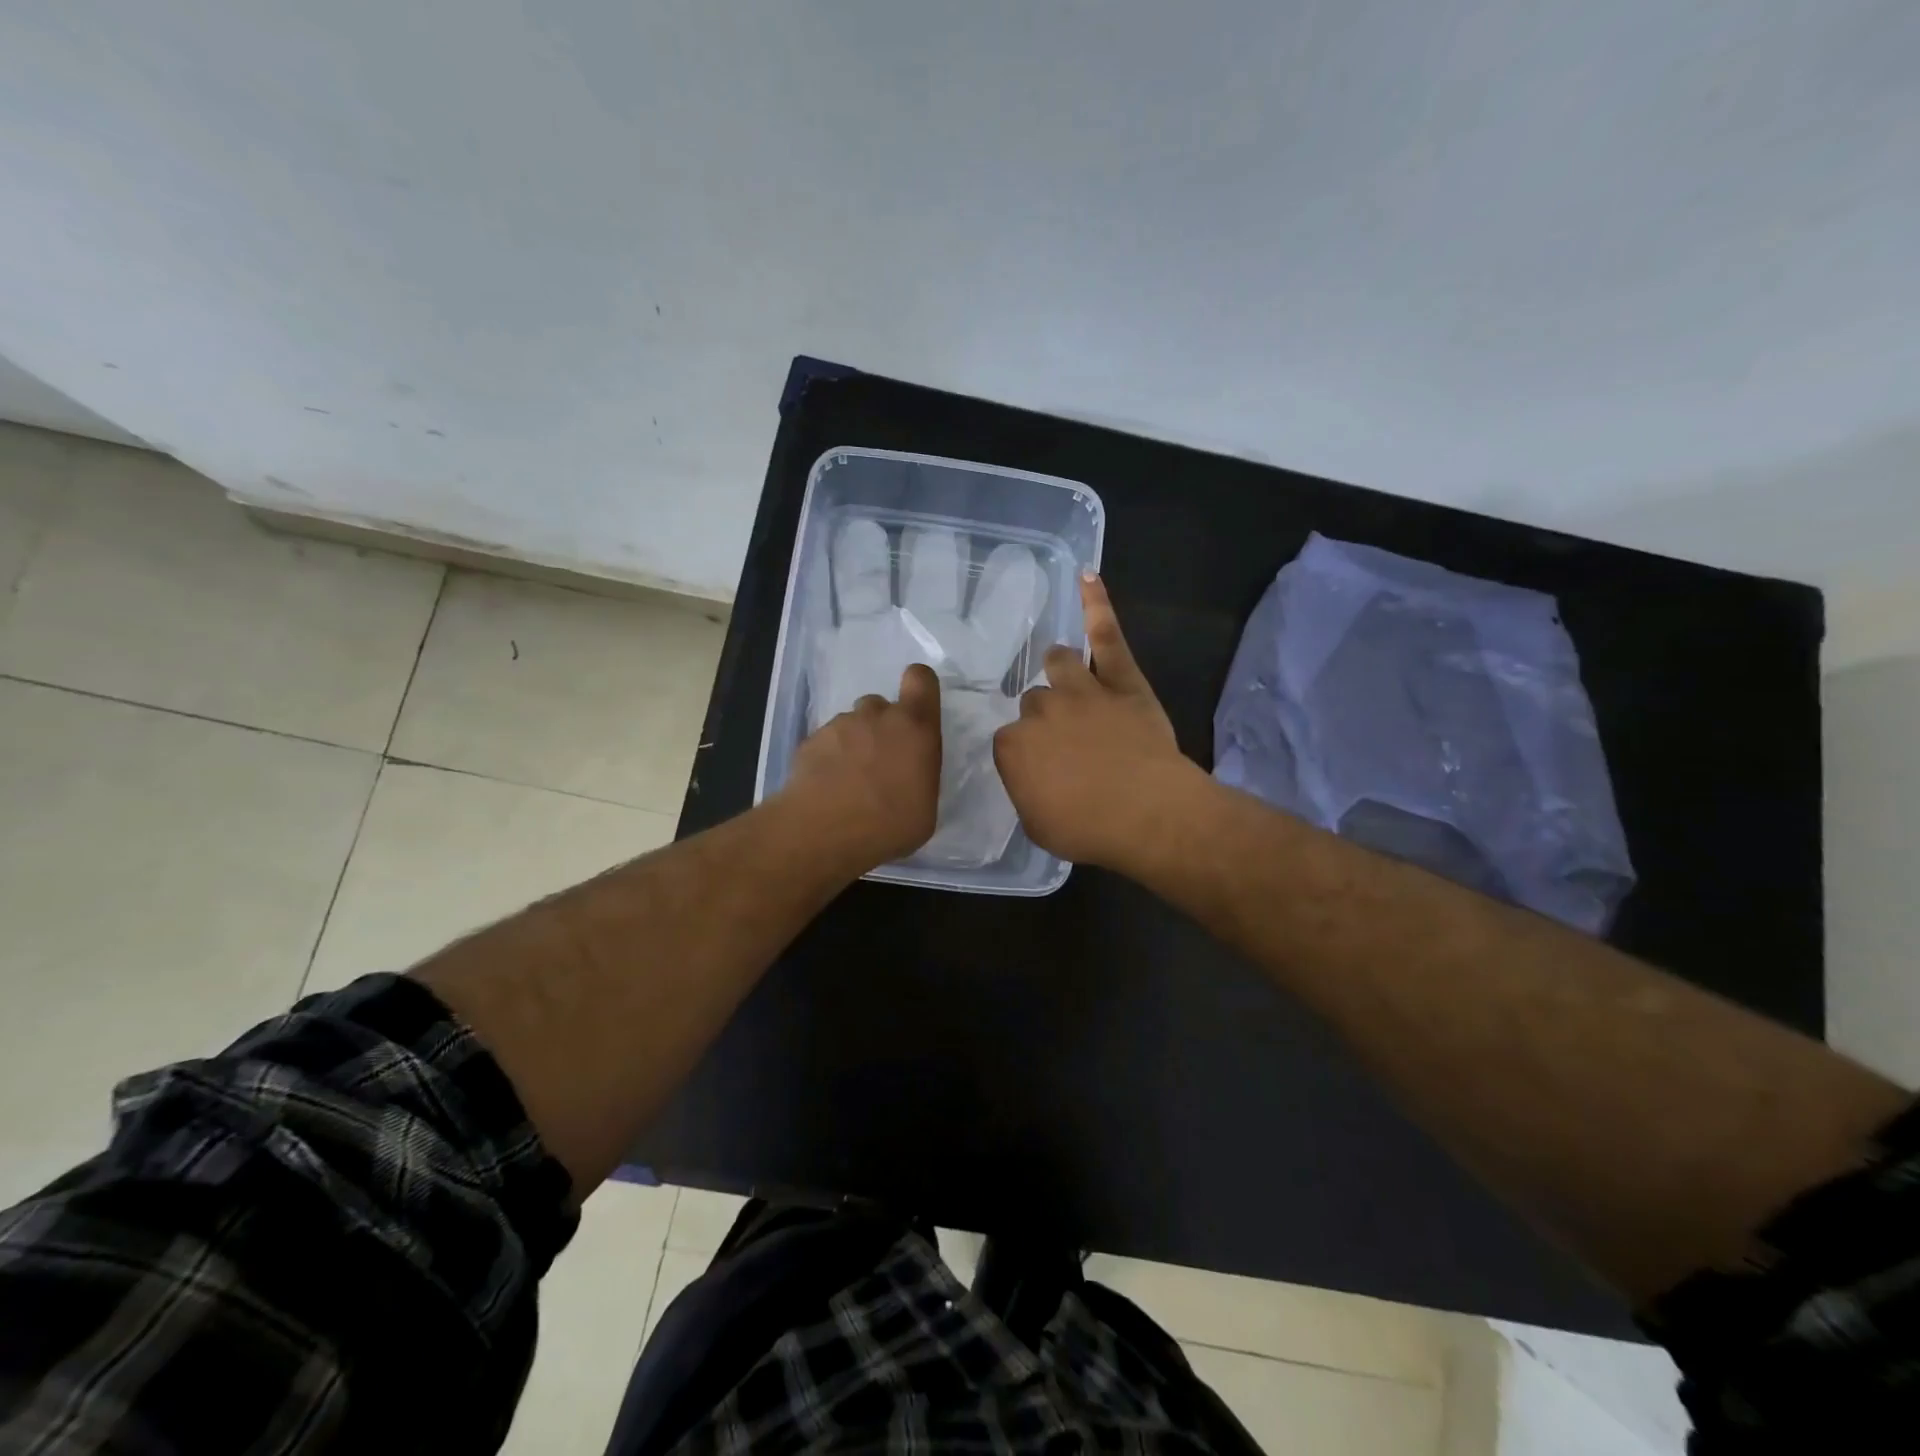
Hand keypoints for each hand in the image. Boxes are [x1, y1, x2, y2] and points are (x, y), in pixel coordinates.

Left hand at [782, 663, 942, 872]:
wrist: (823, 832)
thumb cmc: (889, 825)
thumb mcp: (925, 809)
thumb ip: (920, 777)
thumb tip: (909, 776)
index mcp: (915, 727)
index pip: (921, 679)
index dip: (919, 687)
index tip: (917, 709)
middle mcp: (877, 716)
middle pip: (881, 706)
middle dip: (882, 728)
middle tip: (880, 764)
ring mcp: (839, 725)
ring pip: (851, 724)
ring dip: (854, 744)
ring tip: (849, 782)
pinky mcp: (809, 741)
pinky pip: (826, 742)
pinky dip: (828, 758)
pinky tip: (827, 788)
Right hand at [992, 572, 1200, 867]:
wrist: (1146, 814)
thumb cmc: (1088, 828)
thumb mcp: (1037, 824)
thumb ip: (1026, 791)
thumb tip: (1030, 776)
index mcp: (1013, 746)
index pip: (1010, 741)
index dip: (1028, 755)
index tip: (1045, 770)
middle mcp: (1040, 710)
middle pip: (1034, 702)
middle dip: (1046, 718)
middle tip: (1068, 742)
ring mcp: (1081, 689)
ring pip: (1059, 663)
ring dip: (1060, 669)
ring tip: (1067, 674)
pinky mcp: (1120, 680)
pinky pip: (1107, 635)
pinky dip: (1097, 604)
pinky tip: (1087, 576)